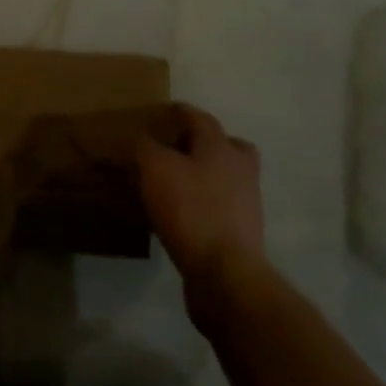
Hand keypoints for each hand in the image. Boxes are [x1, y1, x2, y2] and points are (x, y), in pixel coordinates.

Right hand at [138, 105, 266, 286]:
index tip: (162, 111)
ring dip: (201, 175)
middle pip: (223, 145)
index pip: (200, 118)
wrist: (225, 274)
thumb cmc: (191, 210)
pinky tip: (178, 214)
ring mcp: (245, 202)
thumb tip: (141, 137)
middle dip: (199, 143)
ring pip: (222, 177)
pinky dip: (201, 203)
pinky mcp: (240, 233)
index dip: (179, 112)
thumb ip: (145, 146)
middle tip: (172, 147)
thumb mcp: (155, 168)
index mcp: (221, 146)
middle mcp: (239, 169)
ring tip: (171, 183)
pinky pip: (218, 206)